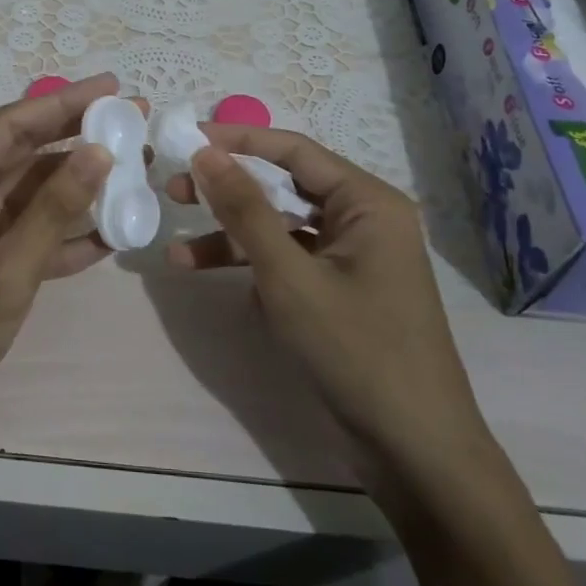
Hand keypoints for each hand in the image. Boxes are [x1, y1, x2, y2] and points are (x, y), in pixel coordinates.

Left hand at [0, 74, 131, 441]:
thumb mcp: (6, 269)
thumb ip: (54, 209)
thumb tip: (100, 152)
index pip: (12, 124)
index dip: (65, 101)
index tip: (113, 85)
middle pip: (25, 150)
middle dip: (79, 136)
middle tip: (134, 120)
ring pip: (32, 190)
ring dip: (80, 183)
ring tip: (135, 168)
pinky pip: (31, 230)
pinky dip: (66, 230)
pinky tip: (112, 230)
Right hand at [166, 124, 500, 500]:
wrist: (412, 446)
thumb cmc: (355, 349)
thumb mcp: (289, 276)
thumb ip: (245, 210)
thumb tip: (205, 152)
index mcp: (367, 202)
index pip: (293, 151)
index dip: (237, 141)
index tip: (185, 138)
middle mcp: (362, 219)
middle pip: (283, 187)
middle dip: (227, 190)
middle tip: (173, 189)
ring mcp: (349, 257)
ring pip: (279, 227)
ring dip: (229, 235)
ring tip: (176, 247)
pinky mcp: (336, 290)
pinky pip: (286, 261)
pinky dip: (248, 265)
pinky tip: (204, 275)